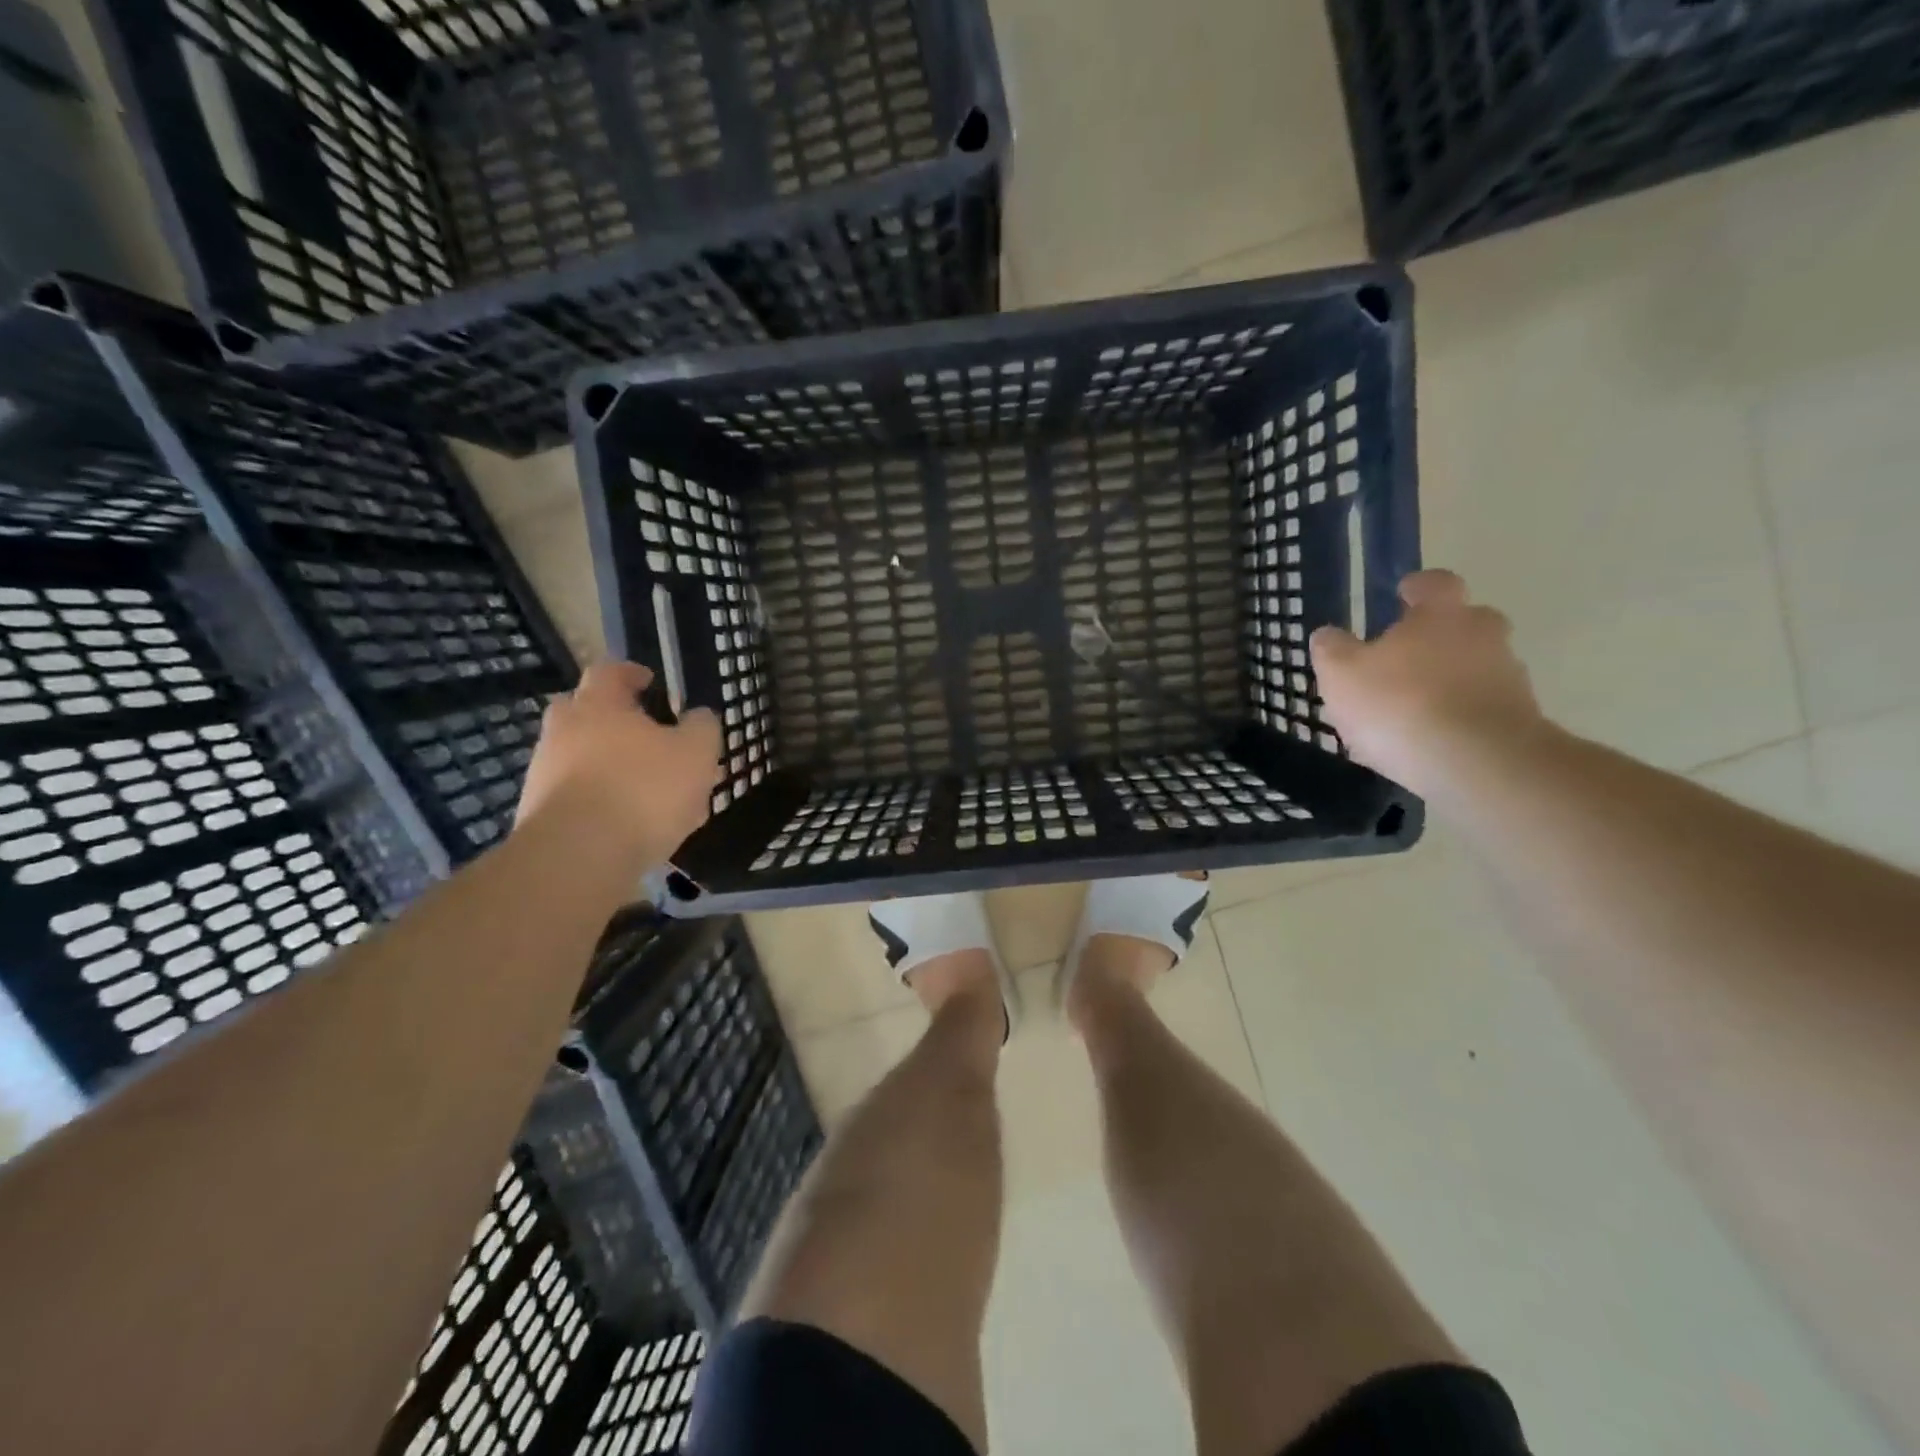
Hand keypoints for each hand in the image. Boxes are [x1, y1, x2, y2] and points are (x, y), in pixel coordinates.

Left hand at [514, 661, 721, 865]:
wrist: (577, 857)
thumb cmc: (643, 789)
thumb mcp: (696, 752)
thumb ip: (701, 727)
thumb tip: (698, 716)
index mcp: (599, 704)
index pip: (610, 671)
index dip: (633, 673)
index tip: (651, 683)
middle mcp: (563, 731)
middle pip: (588, 713)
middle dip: (618, 722)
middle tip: (652, 740)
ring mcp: (544, 773)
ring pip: (584, 758)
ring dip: (614, 767)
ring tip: (653, 795)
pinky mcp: (539, 814)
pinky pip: (578, 796)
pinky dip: (603, 802)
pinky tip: (633, 827)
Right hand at [1309, 570, 1544, 793]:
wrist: (1478, 763)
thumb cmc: (1400, 704)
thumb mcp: (1341, 674)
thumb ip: (1332, 650)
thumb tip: (1328, 635)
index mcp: (1441, 614)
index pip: (1435, 583)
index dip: (1417, 587)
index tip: (1403, 594)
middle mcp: (1483, 635)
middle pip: (1465, 623)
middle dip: (1439, 636)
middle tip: (1406, 656)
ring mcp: (1508, 678)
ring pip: (1475, 667)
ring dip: (1449, 680)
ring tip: (1410, 710)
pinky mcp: (1519, 720)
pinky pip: (1480, 708)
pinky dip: (1457, 717)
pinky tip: (1428, 742)